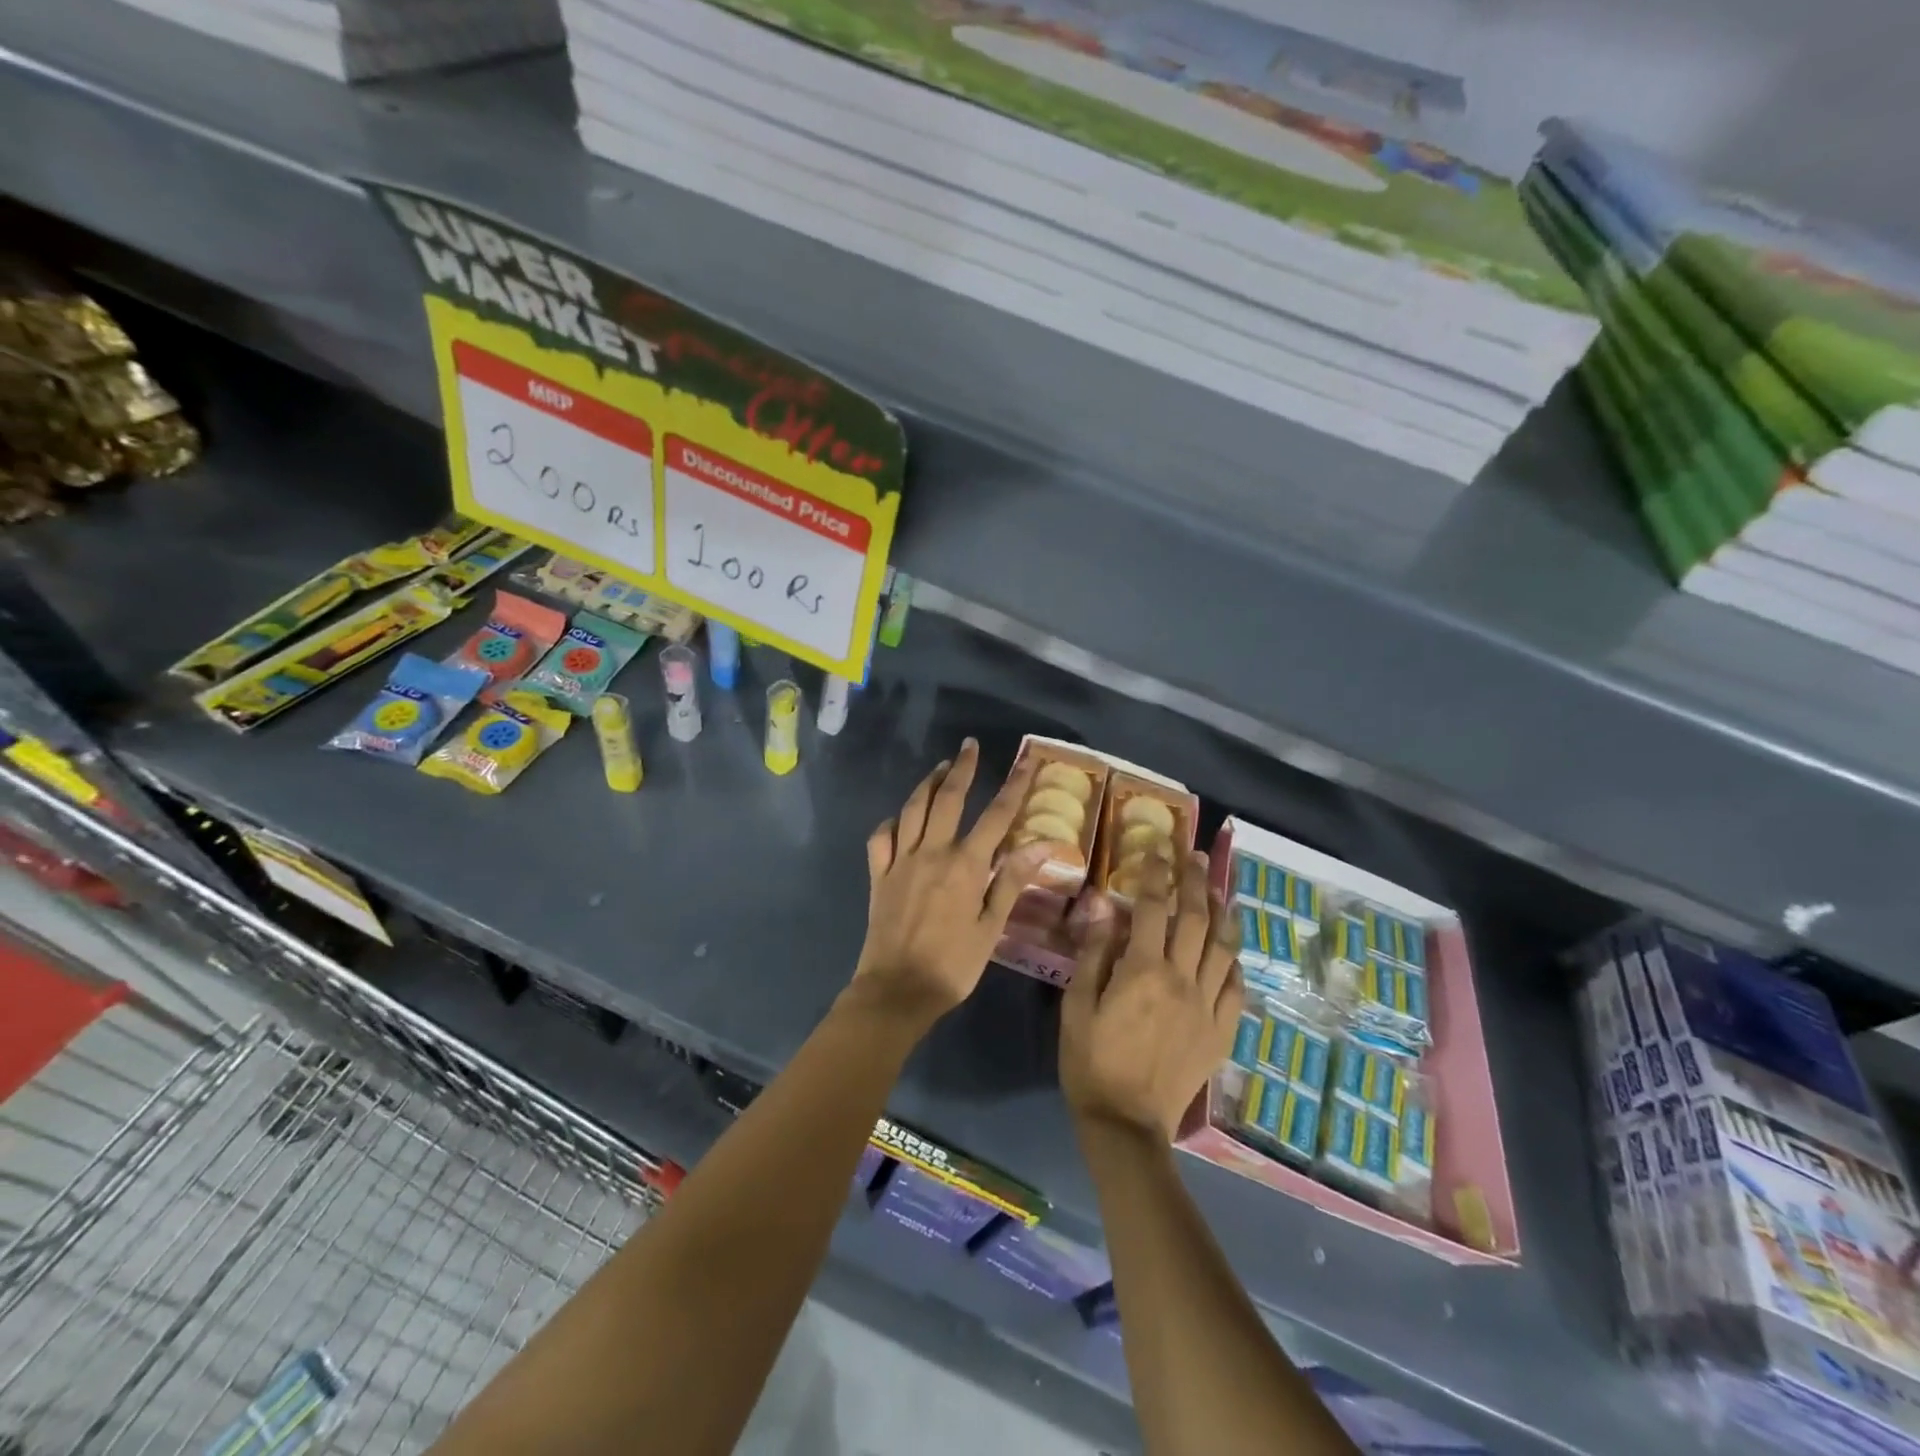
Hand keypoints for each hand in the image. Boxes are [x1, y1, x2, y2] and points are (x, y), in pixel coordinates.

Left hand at [850, 739, 1050, 1026]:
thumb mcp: (991, 927)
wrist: (897, 990)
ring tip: (939, 768)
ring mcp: (900, 861)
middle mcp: (932, 852)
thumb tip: (1043, 844)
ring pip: (912, 810)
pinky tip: (898, 819)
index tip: (1026, 761)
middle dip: (961, 769)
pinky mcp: (878, 875)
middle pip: (947, 798)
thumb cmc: (953, 965)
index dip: (1013, 786)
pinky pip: (880, 838)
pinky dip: (890, 822)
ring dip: (926, 784)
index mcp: (965, 865)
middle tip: (968, 746)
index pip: (996, 816)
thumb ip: (1012, 881)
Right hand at [1061, 850, 1242, 1140]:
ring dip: (1223, 914)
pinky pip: (1236, 988)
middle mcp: (1181, 980)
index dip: (1155, 873)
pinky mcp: (1220, 1032)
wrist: (1126, 1124)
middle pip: (1196, 920)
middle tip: (1195, 857)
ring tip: (1220, 891)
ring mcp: (1207, 1007)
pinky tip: (1229, 951)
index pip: (1153, 908)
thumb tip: (1103, 907)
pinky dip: (1234, 963)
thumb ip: (1093, 953)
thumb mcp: (1076, 1005)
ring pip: (1223, 949)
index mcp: (1142, 971)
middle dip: (1196, 882)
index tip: (1158, 849)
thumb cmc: (1091, 1061)